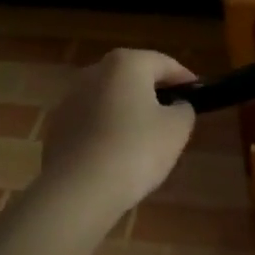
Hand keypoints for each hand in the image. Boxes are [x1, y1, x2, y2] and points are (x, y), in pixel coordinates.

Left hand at [38, 49, 196, 216]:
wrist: (79, 191)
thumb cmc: (136, 149)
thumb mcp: (177, 128)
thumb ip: (183, 109)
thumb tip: (175, 106)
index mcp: (125, 64)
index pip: (164, 63)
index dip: (185, 78)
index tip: (198, 94)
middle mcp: (93, 73)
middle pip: (132, 77)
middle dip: (153, 92)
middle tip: (173, 114)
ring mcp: (69, 100)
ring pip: (109, 99)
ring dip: (127, 111)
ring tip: (144, 137)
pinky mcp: (56, 128)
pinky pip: (91, 122)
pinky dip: (107, 129)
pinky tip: (117, 153)